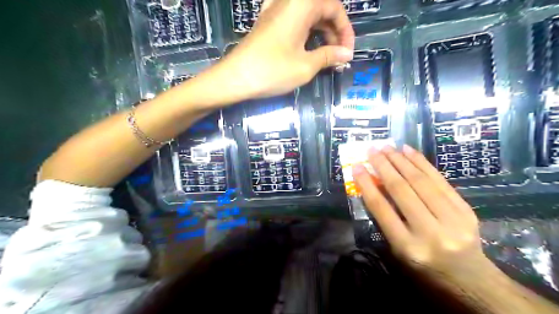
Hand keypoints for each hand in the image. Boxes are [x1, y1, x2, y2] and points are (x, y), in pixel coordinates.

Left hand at [205, 0, 352, 101]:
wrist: (235, 78)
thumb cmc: (272, 71)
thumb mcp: (305, 66)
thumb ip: (329, 56)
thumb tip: (346, 54)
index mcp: (301, 5)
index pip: (334, 8)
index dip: (345, 30)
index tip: (348, 52)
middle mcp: (289, 2)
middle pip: (321, 8)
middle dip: (334, 32)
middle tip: (339, 56)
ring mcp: (275, 11)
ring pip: (308, 15)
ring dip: (321, 33)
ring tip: (326, 55)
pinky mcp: (267, 23)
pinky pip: (293, 20)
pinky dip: (305, 32)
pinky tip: (307, 46)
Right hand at [354, 147, 490, 279]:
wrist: (470, 278)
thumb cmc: (425, 267)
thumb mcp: (398, 250)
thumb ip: (386, 219)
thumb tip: (374, 185)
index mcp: (408, 247)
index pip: (382, 209)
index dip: (367, 185)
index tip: (357, 167)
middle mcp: (430, 232)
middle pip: (402, 191)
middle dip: (384, 166)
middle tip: (372, 150)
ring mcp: (452, 220)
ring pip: (421, 182)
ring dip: (401, 160)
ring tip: (387, 147)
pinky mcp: (465, 210)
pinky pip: (440, 181)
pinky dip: (422, 163)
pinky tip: (409, 151)